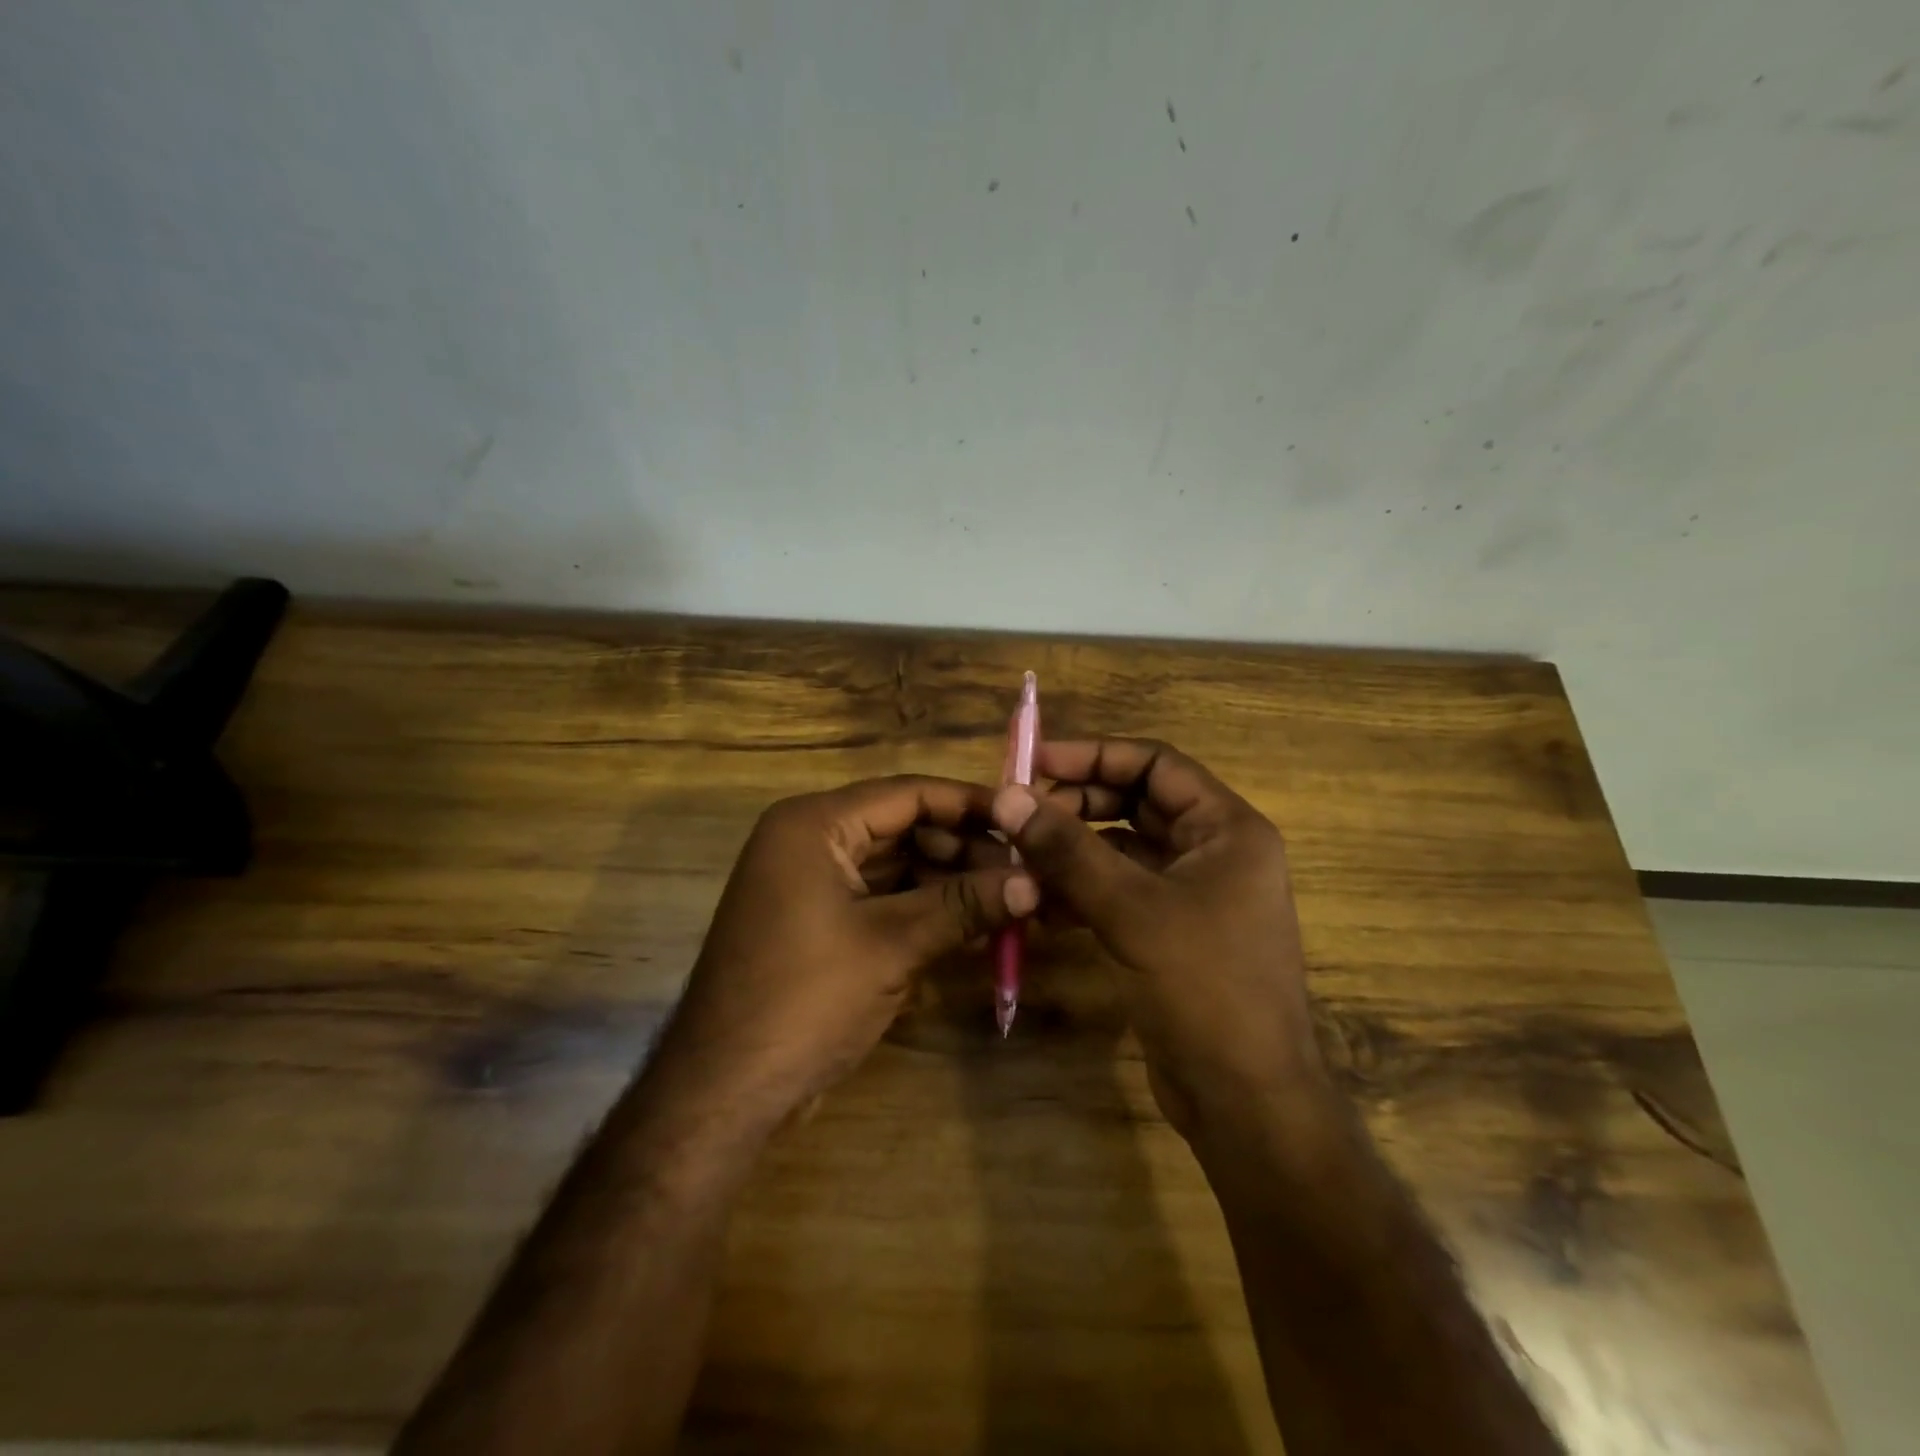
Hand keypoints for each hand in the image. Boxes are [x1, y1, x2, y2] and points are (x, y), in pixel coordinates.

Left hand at [645, 776, 1036, 1132]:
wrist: (723, 1090)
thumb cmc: (805, 1000)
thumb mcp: (891, 945)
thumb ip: (964, 905)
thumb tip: (1035, 882)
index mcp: (814, 824)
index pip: (907, 793)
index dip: (969, 804)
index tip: (1024, 821)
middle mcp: (808, 840)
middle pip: (902, 826)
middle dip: (962, 849)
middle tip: (1022, 875)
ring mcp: (810, 882)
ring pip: (894, 863)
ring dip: (947, 881)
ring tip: (1007, 902)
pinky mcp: (816, 921)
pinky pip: (879, 897)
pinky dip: (921, 908)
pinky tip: (969, 925)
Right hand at [991, 740, 1331, 1142]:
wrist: (1245, 1100)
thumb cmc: (1204, 989)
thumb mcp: (1131, 910)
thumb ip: (1068, 850)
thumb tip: (1009, 796)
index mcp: (1226, 829)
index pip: (1155, 764)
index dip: (1094, 756)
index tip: (1035, 763)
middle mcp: (1213, 851)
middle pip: (1136, 803)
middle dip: (1076, 804)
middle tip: (1018, 813)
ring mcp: (1192, 894)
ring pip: (1122, 850)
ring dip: (1072, 850)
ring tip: (1017, 856)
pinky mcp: (1170, 932)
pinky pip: (1119, 891)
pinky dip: (1080, 891)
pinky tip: (1038, 903)